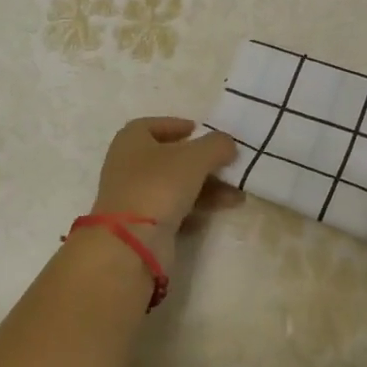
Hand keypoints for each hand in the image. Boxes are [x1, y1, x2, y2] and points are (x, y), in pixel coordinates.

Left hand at [89, 119, 239, 265]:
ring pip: (176, 185)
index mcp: (132, 139)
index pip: (155, 125)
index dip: (179, 126)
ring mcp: (135, 195)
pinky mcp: (143, 223)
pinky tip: (220, 210)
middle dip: (204, 162)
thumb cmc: (160, 184)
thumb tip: (228, 145)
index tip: (202, 132)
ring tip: (237, 195)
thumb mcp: (195, 157)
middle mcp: (129, 165)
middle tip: (229, 166)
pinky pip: (175, 208)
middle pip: (171, 157)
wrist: (132, 241)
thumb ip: (217, 145)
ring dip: (208, 187)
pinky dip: (197, 208)